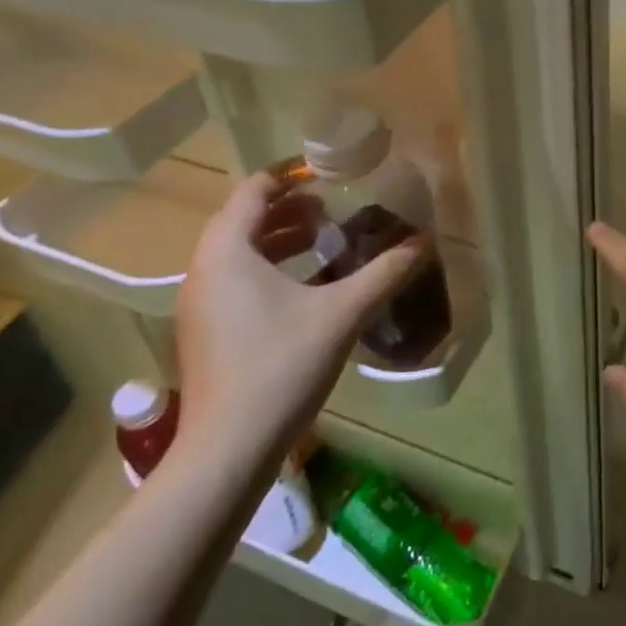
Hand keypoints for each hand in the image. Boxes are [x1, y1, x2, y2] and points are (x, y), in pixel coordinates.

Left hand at [170, 173, 430, 475]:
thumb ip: (385, 272)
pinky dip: (270, 268)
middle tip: (334, 208)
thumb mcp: (342, 313)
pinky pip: (236, 279)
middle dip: (291, 209)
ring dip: (281, 239)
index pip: (254, 189)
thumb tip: (425, 240)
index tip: (328, 173)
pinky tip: (308, 286)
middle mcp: (204, 269)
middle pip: (245, 218)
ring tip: (326, 239)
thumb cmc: (280, 366)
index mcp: (227, 250)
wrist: (227, 451)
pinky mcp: (205, 331)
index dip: (291, 175)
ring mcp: (200, 303)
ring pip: (240, 251)